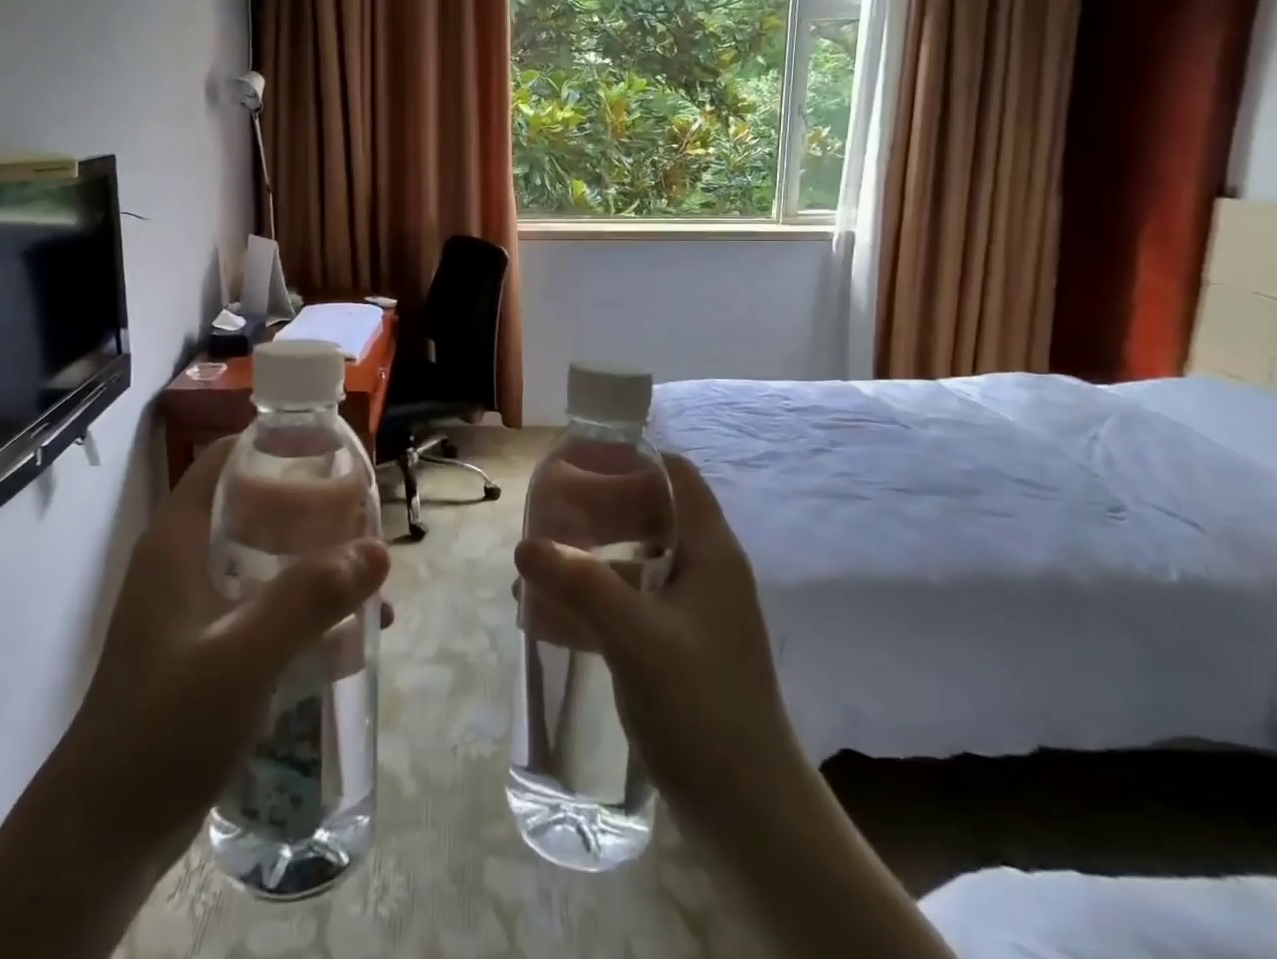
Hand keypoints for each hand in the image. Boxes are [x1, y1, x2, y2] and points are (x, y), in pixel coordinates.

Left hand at [70, 437, 391, 871]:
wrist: (104, 835)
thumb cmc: (166, 725)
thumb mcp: (244, 655)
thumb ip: (311, 597)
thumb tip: (379, 549)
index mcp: (179, 539)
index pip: (226, 459)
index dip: (277, 445)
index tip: (334, 453)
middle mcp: (184, 560)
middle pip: (253, 505)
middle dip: (311, 508)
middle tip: (364, 518)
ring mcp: (193, 606)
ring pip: (263, 556)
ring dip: (313, 560)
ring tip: (367, 575)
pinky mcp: (204, 646)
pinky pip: (263, 603)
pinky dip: (302, 605)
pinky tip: (348, 633)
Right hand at [514, 452, 794, 839]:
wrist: (752, 817)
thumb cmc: (701, 706)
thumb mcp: (633, 636)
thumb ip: (578, 583)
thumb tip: (524, 544)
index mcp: (710, 553)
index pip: (677, 477)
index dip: (633, 460)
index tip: (582, 460)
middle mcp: (705, 574)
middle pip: (650, 518)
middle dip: (597, 513)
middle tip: (546, 515)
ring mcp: (693, 616)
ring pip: (635, 566)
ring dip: (588, 565)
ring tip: (535, 571)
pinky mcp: (679, 653)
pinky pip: (631, 609)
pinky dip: (594, 605)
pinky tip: (549, 619)